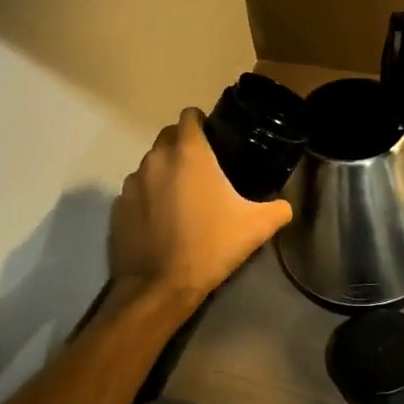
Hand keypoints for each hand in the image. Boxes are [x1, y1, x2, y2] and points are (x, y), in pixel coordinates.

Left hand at [108, 108, 292, 320]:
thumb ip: (278, 209)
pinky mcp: (117, 207)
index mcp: (189, 153)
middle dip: (184, 145)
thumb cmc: (210, 247)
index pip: (190, 115)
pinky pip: (136, 191)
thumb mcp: (256, 228)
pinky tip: (162, 220)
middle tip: (205, 170)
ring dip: (165, 172)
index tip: (216, 140)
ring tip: (183, 198)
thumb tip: (285, 205)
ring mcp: (132, 183)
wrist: (159, 288)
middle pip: (168, 136)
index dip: (203, 122)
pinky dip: (148, 197)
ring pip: (151, 164)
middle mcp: (156, 159)